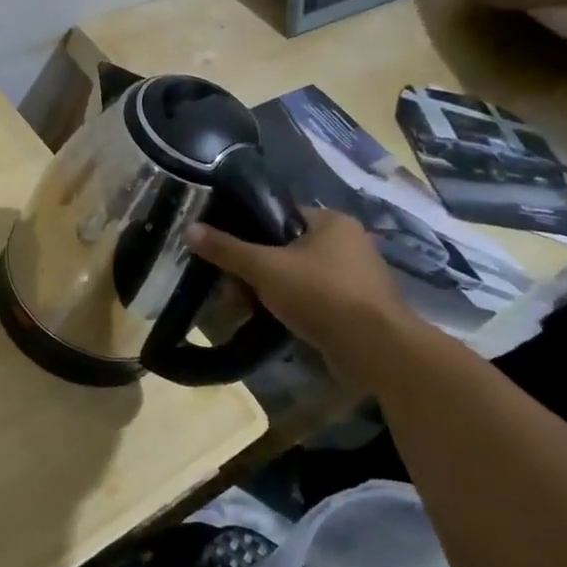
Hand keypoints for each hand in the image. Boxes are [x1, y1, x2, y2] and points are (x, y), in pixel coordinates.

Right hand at [185, 209, 409, 359]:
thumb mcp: (264, 268)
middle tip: (234, 286)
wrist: (376, 350)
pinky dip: (295, 308)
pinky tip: (276, 321)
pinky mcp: (359, 308)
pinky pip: (315, 299)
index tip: (227, 251)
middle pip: (287, 248)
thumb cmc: (321, 294)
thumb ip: (227, 249)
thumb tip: (190, 229)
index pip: (280, 215)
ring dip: (274, 291)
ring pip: (299, 276)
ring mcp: (357, 277)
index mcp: (332, 222)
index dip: (249, 231)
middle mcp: (350, 243)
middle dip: (258, 268)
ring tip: (249, 307)